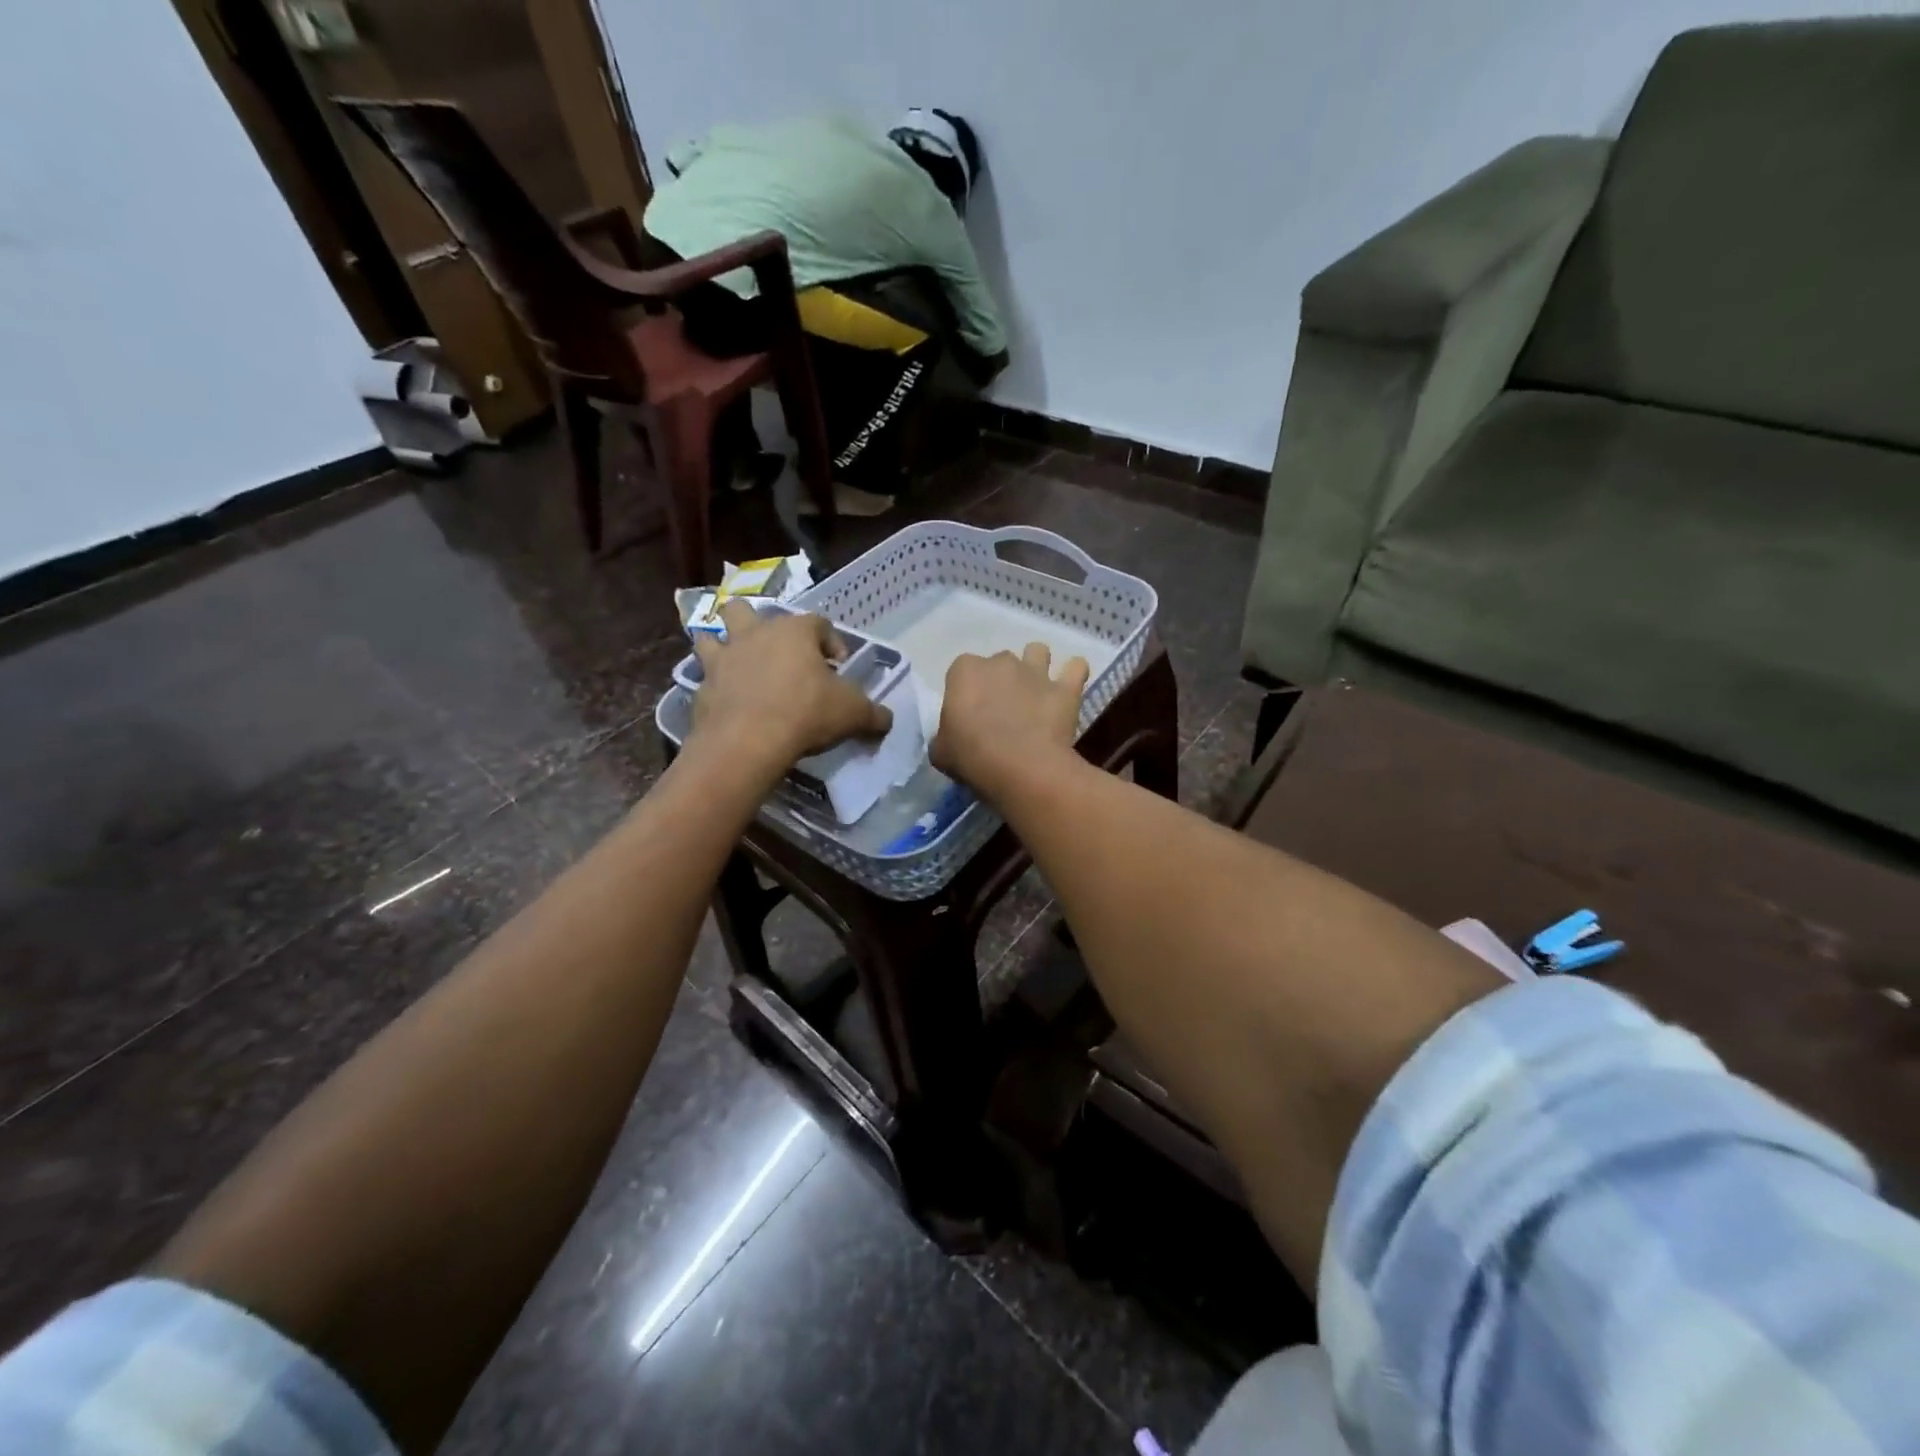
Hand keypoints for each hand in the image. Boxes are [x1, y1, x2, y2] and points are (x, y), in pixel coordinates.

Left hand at [690, 602, 891, 772]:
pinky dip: (712, 686)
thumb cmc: (807, 713)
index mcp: (794, 631)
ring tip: (734, 665)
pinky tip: (724, 702)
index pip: (818, 623)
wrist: (747, 741)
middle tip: (774, 652)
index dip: (831, 642)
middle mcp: (755, 634)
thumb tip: (887, 719)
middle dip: (757, 624)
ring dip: (720, 645)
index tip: (838, 668)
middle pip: (747, 611)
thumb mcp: (853, 714)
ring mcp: (723, 658)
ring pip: (711, 635)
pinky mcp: (700, 686)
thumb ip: (874, 714)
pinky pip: (702, 677)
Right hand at [932, 643, 1089, 800]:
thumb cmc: (972, 758)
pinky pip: (1076, 667)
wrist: (1021, 769)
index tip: (970, 714)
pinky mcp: (1065, 688)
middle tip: (1002, 710)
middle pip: (1000, 662)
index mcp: (965, 671)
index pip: (962, 671)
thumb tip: (952, 737)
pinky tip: (1068, 689)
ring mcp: (1036, 671)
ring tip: (1035, 692)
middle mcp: (1001, 662)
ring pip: (1038, 652)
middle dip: (1001, 680)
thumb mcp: (940, 751)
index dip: (967, 691)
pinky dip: (1073, 674)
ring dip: (1036, 666)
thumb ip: (945, 735)